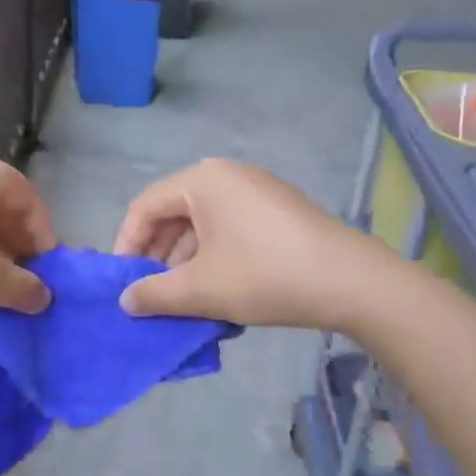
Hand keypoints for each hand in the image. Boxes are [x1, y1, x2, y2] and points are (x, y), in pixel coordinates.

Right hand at [113, 158, 378, 327]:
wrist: (351, 282)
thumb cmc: (264, 275)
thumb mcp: (200, 289)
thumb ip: (153, 294)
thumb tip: (125, 301)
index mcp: (201, 181)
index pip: (144, 207)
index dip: (126, 245)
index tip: (123, 283)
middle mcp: (226, 175)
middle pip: (173, 212)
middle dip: (157, 255)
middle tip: (151, 293)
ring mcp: (256, 190)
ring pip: (202, 223)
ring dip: (185, 260)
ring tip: (184, 299)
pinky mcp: (278, 210)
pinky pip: (229, 227)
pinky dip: (214, 255)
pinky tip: (219, 289)